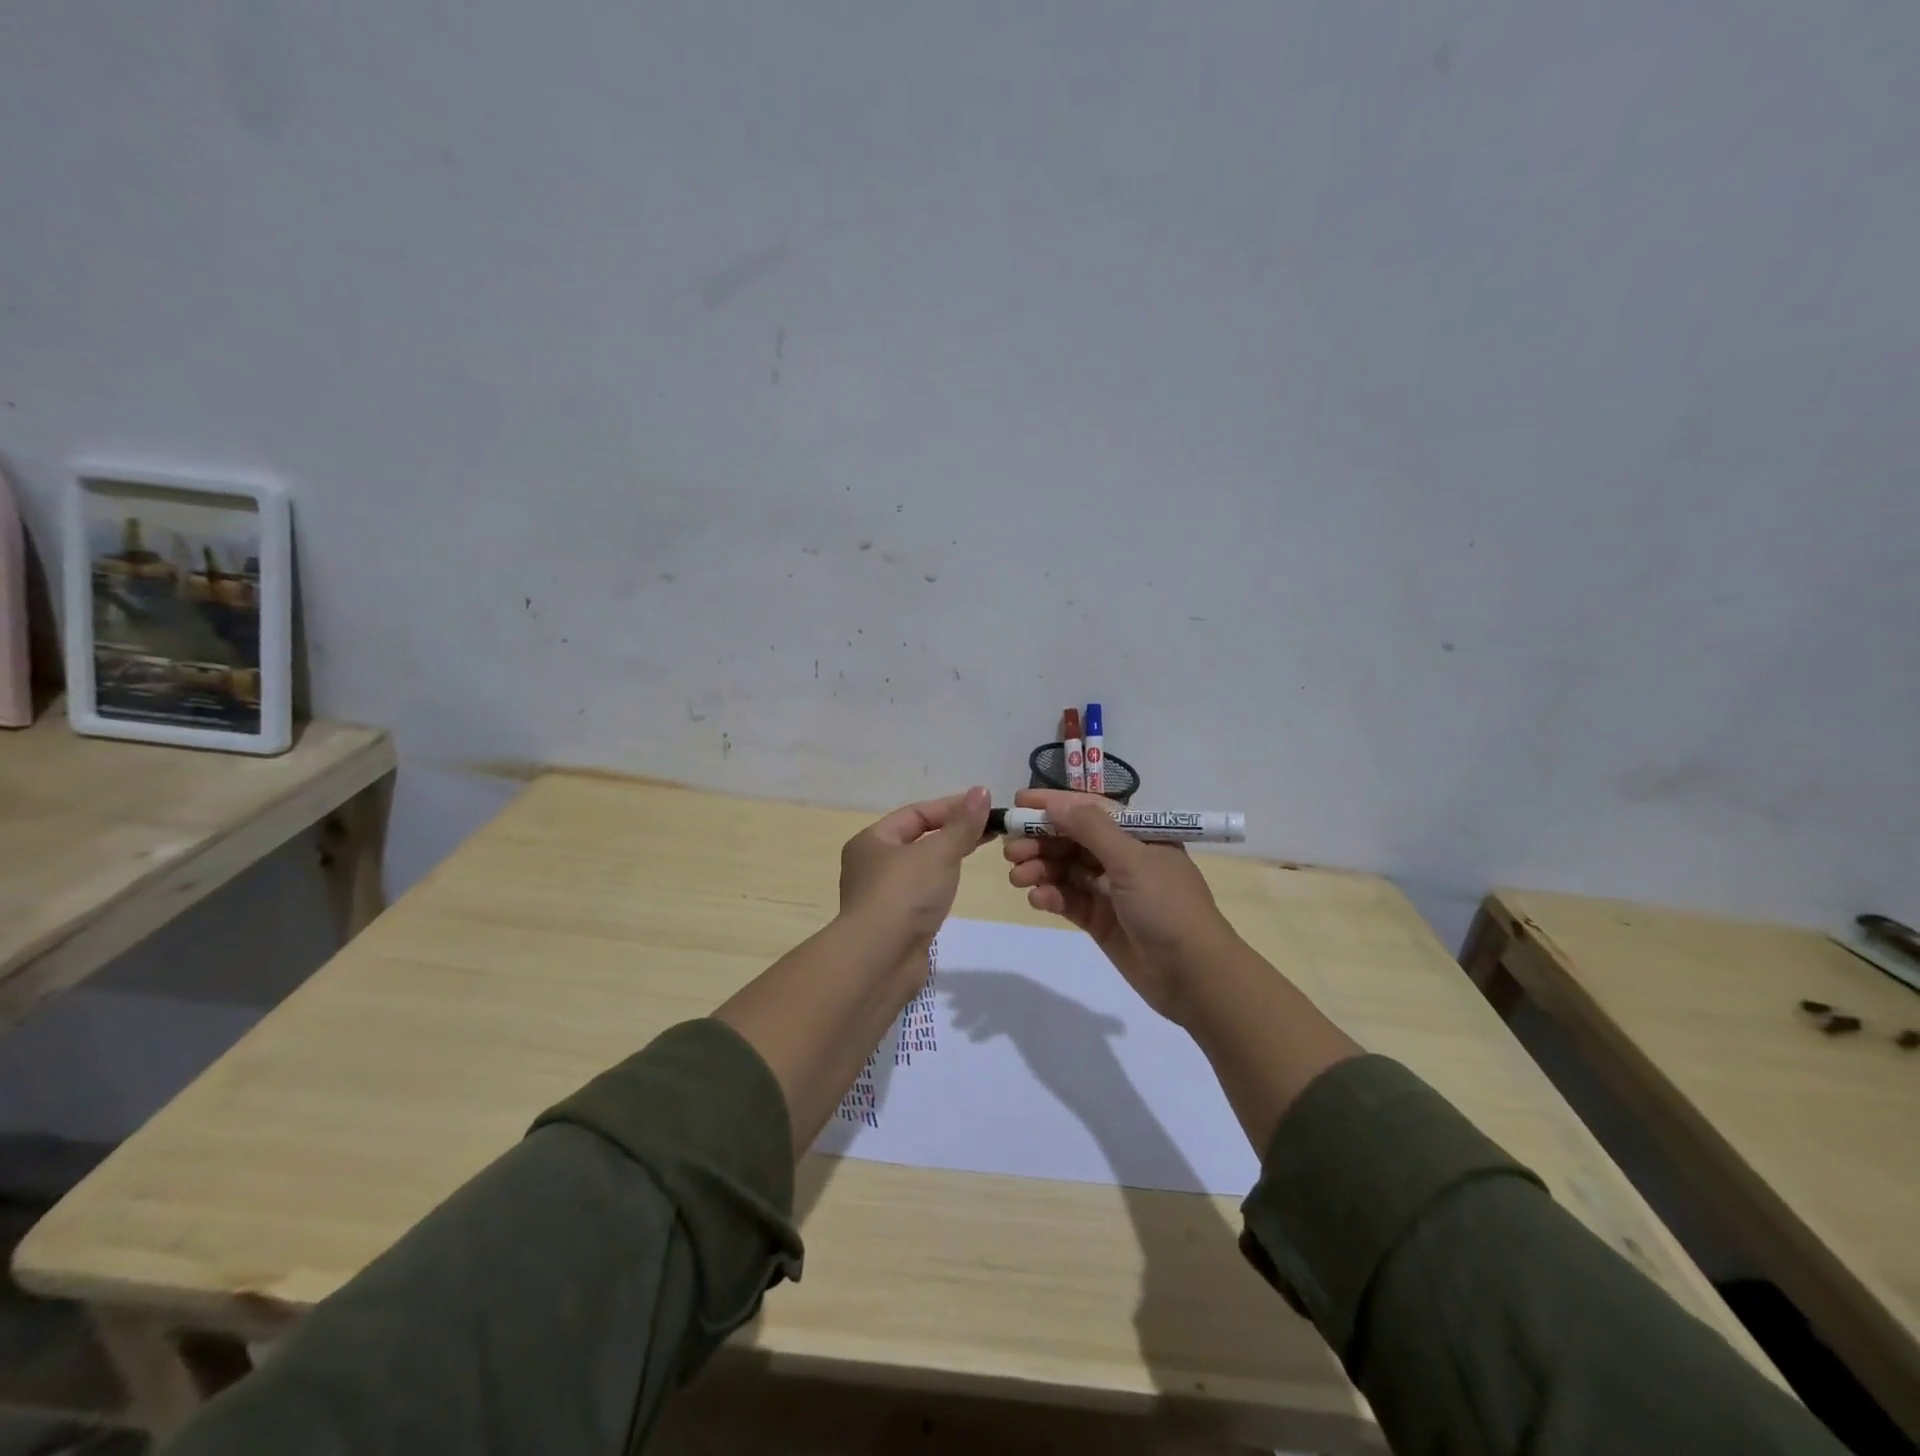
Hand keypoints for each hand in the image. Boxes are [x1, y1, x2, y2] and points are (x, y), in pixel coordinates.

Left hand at [839, 786, 992, 952]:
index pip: (915, 814)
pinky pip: (919, 894)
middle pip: (916, 839)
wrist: (879, 960)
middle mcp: (870, 865)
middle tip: (988, 830)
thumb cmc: (905, 894)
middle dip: (951, 832)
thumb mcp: (939, 852)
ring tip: (976, 854)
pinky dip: (938, 885)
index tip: (985, 808)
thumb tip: (980, 791)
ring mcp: (880, 896)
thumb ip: (962, 824)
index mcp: (872, 841)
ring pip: (919, 868)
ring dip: (945, 859)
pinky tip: (955, 888)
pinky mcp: (893, 924)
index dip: (951, 807)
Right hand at [1002, 789, 1236, 1023]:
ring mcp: (1111, 890)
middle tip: (1010, 850)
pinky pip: (1068, 899)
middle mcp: (1123, 857)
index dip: (1054, 804)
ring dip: (1040, 868)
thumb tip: (1056, 804)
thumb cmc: (1168, 908)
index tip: (1018, 803)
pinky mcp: (1101, 920)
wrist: (1195, 977)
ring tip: (1017, 878)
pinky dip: (1051, 896)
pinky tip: (1037, 899)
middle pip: (1072, 840)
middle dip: (1040, 841)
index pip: (1089, 810)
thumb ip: (1092, 829)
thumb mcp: (1132, 860)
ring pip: (1065, 870)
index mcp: (1138, 834)